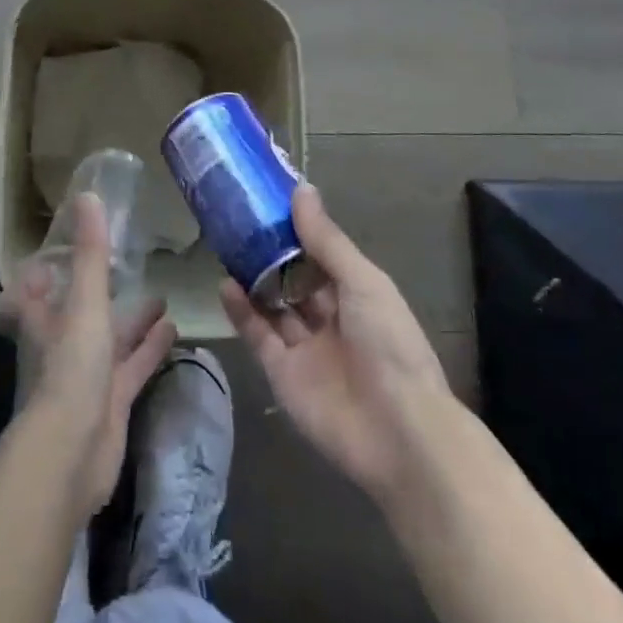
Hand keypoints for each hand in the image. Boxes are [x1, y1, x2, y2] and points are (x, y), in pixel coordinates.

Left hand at [0, 194, 176, 513]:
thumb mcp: (84, 303)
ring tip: (164, 297)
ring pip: (112, 340)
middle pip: (80, 313)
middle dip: (102, 293)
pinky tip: (175, 332)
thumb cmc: (71, 368)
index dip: (42, 274)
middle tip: (128, 268)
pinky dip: (150, 350)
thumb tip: (88, 195)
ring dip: (134, 321)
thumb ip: (91, 254)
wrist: (72, 453)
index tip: (60, 252)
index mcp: (45, 320)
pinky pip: (134, 368)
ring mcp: (88, 376)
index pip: (35, 291)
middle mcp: (63, 345)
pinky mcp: (112, 402)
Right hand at [221, 183, 450, 506]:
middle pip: (295, 279)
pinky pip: (258, 335)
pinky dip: (241, 311)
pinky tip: (224, 284)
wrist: (397, 432)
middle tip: (239, 220)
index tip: (270, 199)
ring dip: (253, 278)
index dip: (300, 230)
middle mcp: (332, 318)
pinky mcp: (282, 372)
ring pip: (273, 305)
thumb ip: (327, 240)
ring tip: (226, 246)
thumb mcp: (363, 282)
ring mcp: (305, 346)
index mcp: (359, 295)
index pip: (323, 255)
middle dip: (271, 253)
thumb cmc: (389, 344)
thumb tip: (301, 190)